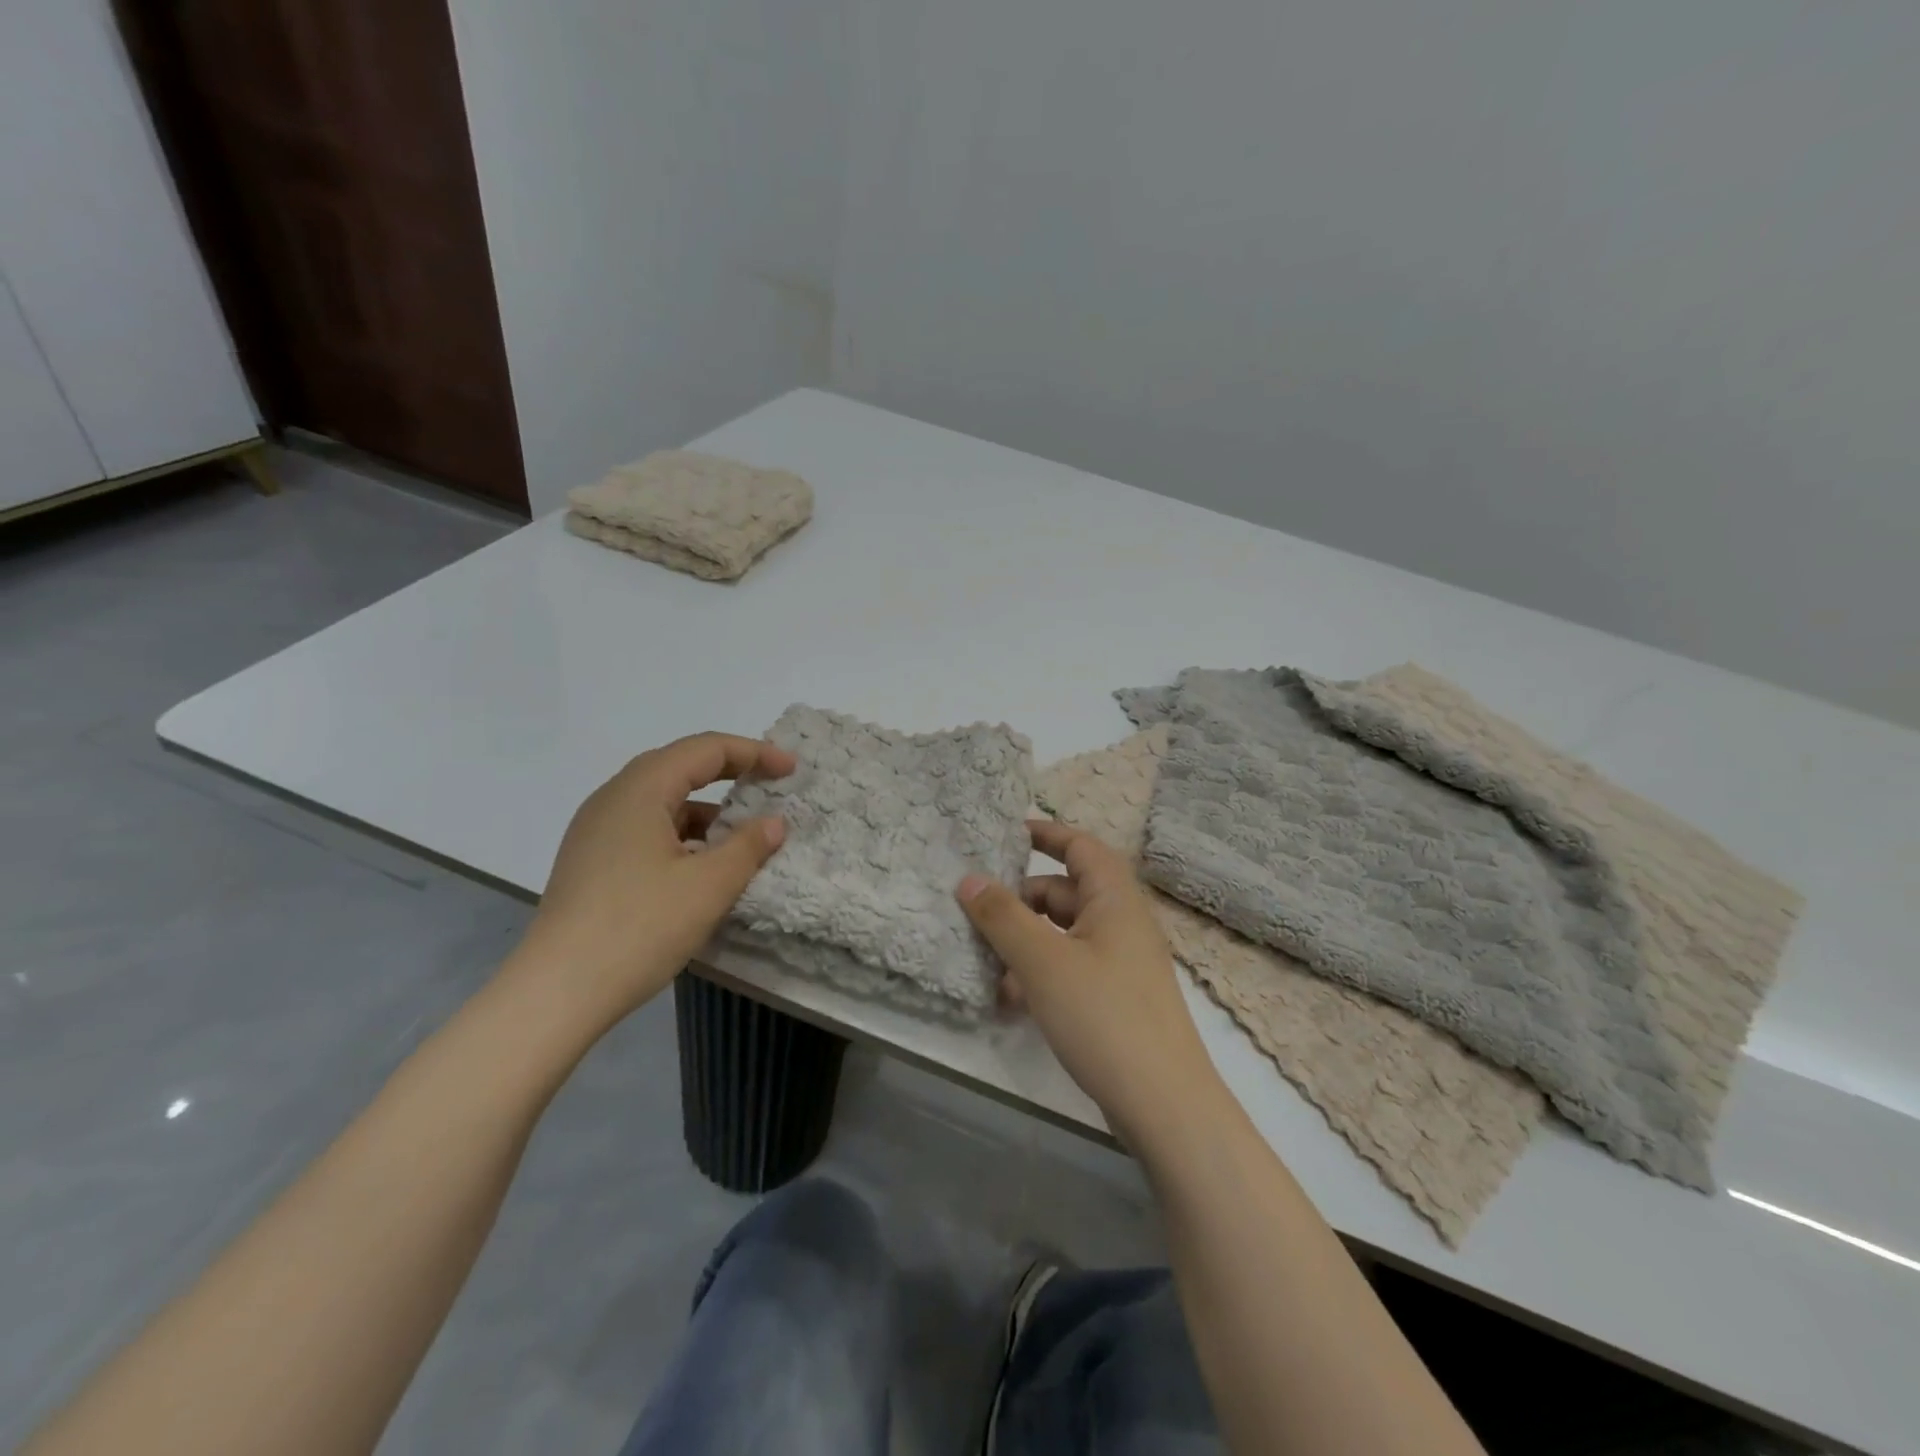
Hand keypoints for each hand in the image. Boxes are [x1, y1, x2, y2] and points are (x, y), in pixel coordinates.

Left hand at [507, 733, 794, 1029]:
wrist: (557, 993)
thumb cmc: (640, 928)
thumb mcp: (709, 886)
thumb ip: (748, 846)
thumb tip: (774, 822)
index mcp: (639, 791)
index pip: (704, 750)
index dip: (753, 753)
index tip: (790, 770)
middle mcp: (612, 799)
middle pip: (679, 766)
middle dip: (729, 772)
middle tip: (769, 785)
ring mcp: (595, 831)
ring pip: (661, 801)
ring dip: (705, 808)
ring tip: (741, 835)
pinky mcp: (591, 861)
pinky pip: (645, 828)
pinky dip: (682, 833)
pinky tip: (700, 865)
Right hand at [958, 820, 1216, 1144]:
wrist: (1164, 1105)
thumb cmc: (1104, 1016)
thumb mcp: (1043, 962)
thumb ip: (1003, 917)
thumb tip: (968, 879)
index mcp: (1114, 900)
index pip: (1080, 846)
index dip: (1045, 834)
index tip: (1005, 834)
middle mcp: (1120, 924)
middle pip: (1064, 892)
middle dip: (1020, 901)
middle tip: (977, 912)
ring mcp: (1119, 964)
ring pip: (1062, 936)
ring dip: (1024, 944)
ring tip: (985, 965)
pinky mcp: (1114, 1001)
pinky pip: (1069, 971)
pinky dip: (1039, 977)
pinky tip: (1010, 1004)